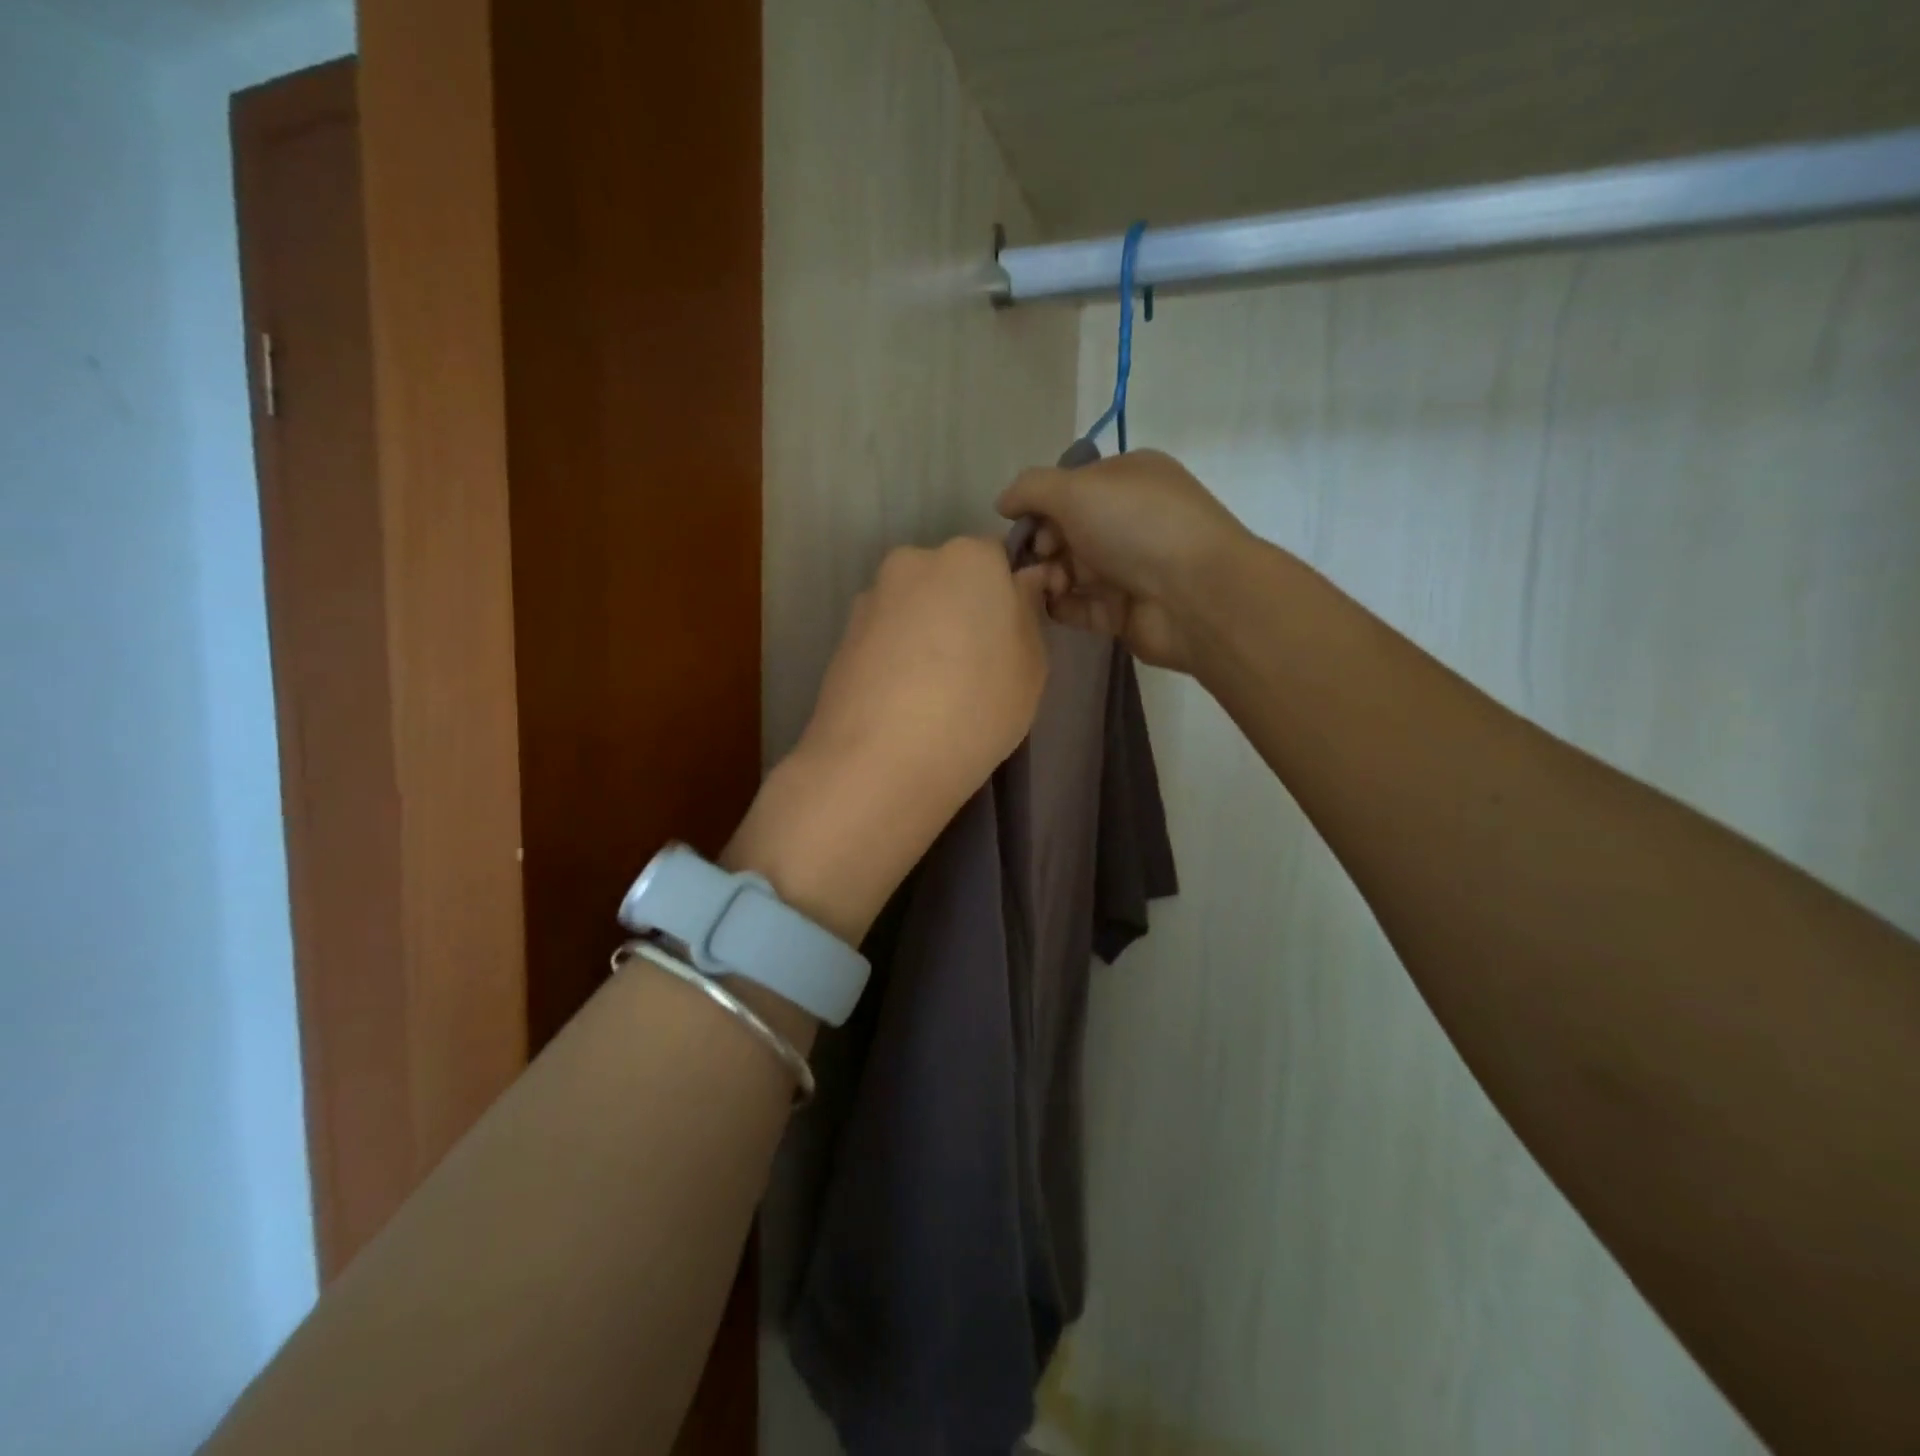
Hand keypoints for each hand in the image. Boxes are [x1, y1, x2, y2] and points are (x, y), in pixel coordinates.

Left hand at [726, 538, 1056, 953]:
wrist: (880, 761)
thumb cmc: (976, 707)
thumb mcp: (1032, 664)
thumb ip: (1027, 612)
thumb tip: (1020, 584)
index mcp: (968, 558)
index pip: (998, 558)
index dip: (1009, 594)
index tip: (1013, 636)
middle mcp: (913, 562)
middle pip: (951, 578)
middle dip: (965, 609)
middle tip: (977, 665)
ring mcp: (871, 599)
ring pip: (915, 607)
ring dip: (928, 632)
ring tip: (935, 690)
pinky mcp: (842, 636)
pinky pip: (886, 635)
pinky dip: (898, 655)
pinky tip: (904, 699)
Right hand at [997, 448, 1250, 672]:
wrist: (1194, 595)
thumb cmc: (1136, 526)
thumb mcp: (1076, 489)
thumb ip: (1031, 489)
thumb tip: (1003, 502)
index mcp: (1127, 479)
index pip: (1071, 487)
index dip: (1041, 505)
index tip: (1023, 524)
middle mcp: (1129, 520)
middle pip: (1067, 530)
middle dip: (1042, 545)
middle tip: (1038, 559)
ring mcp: (1128, 568)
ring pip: (1070, 570)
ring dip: (1048, 576)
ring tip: (1046, 586)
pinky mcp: (1123, 611)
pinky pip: (1080, 606)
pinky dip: (1060, 606)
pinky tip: (1049, 606)